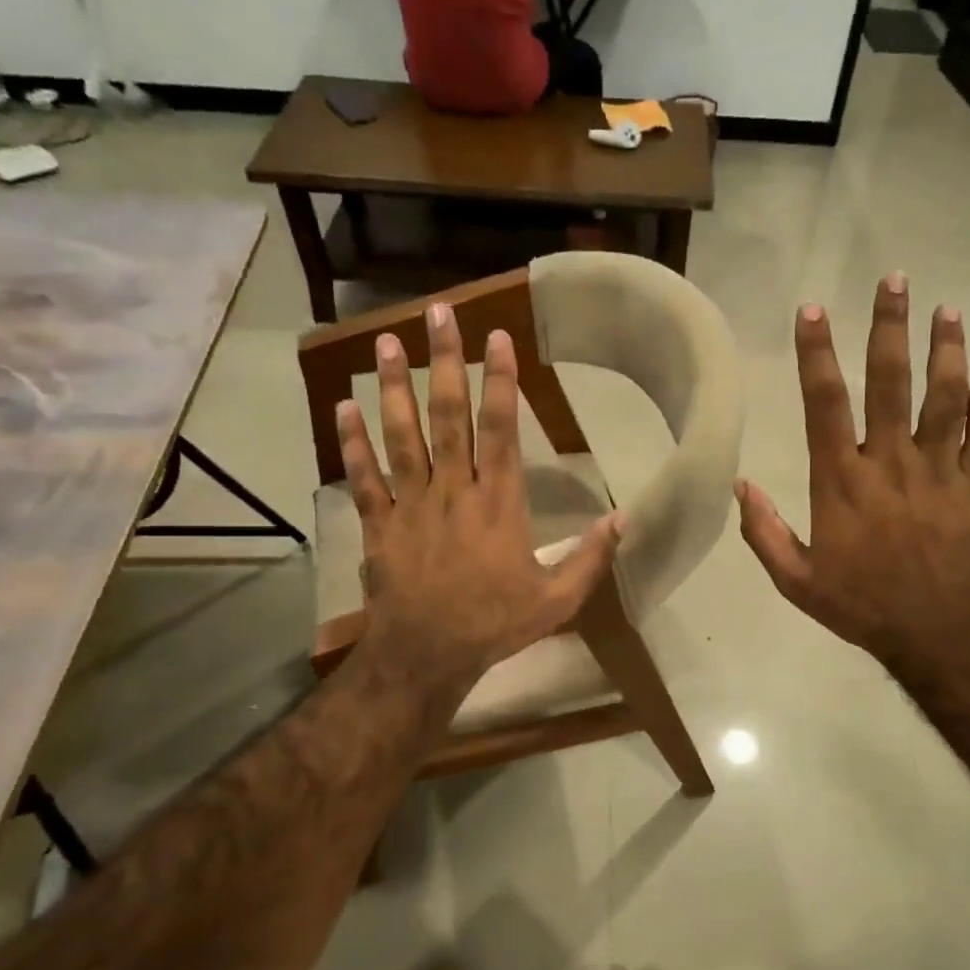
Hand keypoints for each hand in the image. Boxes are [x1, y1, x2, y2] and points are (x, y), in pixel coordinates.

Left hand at [337, 302, 623, 705]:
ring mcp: (412, 504)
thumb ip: (592, 557)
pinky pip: (364, 476)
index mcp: (499, 503)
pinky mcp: (380, 523)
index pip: (501, 429)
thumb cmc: (495, 625)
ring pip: (402, 435)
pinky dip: (353, 442)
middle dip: (445, 362)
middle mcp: (454, 490)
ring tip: (389, 341)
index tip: (496, 338)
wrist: (427, 656)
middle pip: (448, 416)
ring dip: (395, 386)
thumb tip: (626, 518)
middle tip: (439, 313)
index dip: (500, 381)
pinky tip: (344, 406)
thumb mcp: (558, 599)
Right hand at [735, 273, 969, 681]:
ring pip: (946, 398)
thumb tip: (740, 486)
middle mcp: (890, 462)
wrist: (937, 633)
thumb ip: (764, 533)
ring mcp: (939, 471)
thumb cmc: (861, 605)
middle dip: (890, 328)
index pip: (825, 404)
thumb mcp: (796, 581)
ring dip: (947, 351)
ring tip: (948, 312)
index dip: (817, 354)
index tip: (813, 311)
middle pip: (890, 382)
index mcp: (842, 481)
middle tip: (895, 281)